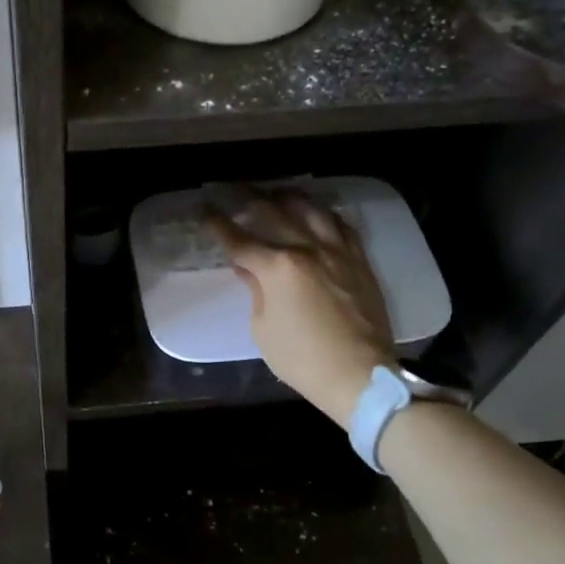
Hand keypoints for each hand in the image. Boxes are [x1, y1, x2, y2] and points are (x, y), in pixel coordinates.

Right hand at [209, 190, 393, 428]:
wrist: (360, 375)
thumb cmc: (302, 358)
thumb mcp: (263, 328)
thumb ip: (255, 291)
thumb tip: (248, 268)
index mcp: (277, 268)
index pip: (239, 240)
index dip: (217, 224)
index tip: (204, 208)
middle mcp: (307, 249)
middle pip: (273, 212)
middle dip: (248, 197)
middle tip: (233, 187)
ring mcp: (337, 252)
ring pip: (312, 210)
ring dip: (289, 197)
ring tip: (276, 192)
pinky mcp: (359, 261)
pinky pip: (342, 226)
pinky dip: (325, 214)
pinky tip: (317, 212)